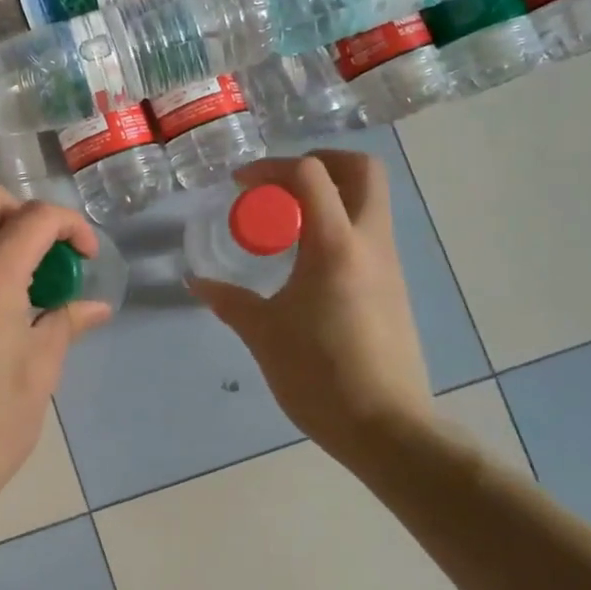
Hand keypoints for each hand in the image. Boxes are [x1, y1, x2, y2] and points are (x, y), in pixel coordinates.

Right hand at [189, 151, 434, 467]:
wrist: (386, 427)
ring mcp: (388, 263)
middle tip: (281, 183)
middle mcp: (370, 242)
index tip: (242, 185)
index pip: (311, 174)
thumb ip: (229, 301)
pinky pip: (369, 232)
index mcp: (335, 245)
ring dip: (331, 194)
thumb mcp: (263, 334)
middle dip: (321, 162)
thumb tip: (196, 282)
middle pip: (363, 170)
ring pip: (370, 200)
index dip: (272, 167)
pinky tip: (307, 259)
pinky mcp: (394, 286)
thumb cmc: (319, 374)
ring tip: (287, 222)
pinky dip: (339, 224)